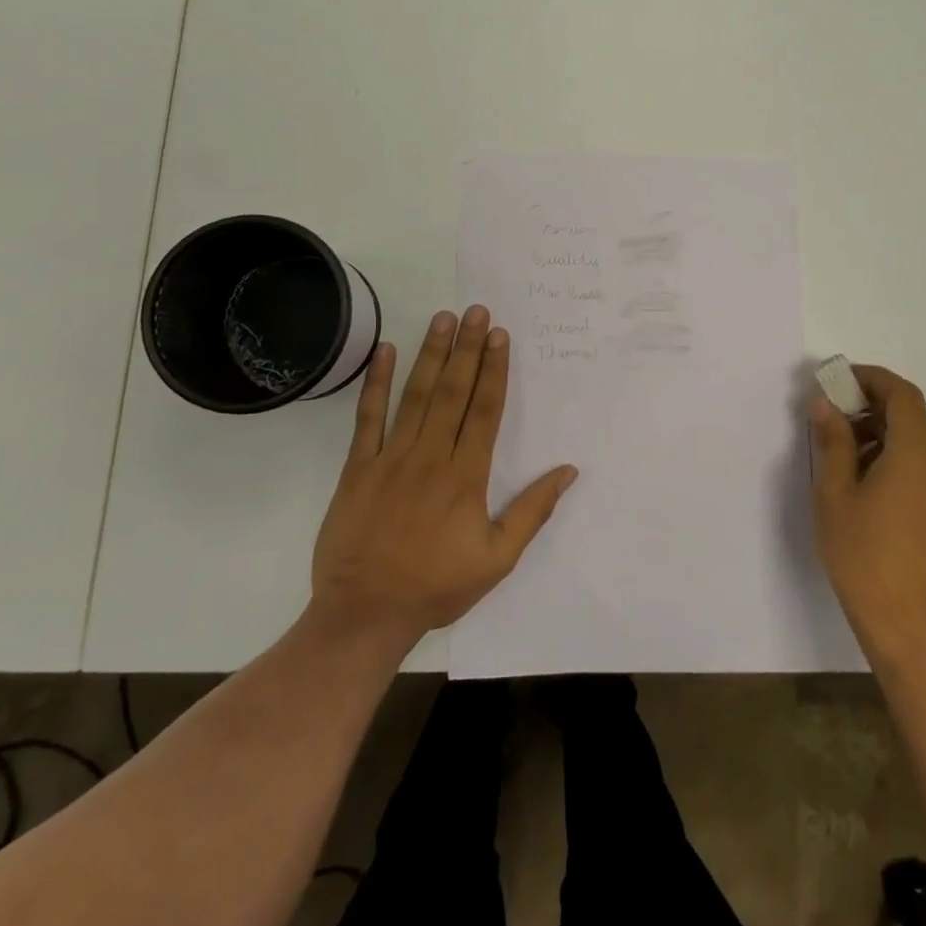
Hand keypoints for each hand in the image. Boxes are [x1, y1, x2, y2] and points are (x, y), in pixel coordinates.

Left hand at [310, 306, 576, 650]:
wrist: (364, 614)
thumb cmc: (436, 587)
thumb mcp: (497, 559)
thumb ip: (533, 511)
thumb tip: (568, 470)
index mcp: (465, 476)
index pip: (485, 410)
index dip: (494, 370)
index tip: (499, 335)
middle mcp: (430, 457)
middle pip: (453, 392)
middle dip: (467, 348)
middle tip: (476, 311)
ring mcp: (390, 459)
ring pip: (415, 396)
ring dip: (431, 354)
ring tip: (443, 318)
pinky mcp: (357, 468)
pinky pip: (367, 418)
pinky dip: (376, 384)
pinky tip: (387, 352)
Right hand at [809, 365, 925, 666]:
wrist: (900, 618)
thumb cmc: (861, 551)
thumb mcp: (835, 491)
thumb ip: (832, 440)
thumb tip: (824, 403)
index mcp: (916, 454)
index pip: (902, 394)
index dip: (870, 378)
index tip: (836, 379)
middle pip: (911, 412)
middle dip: (871, 400)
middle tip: (831, 408)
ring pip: (915, 435)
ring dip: (880, 426)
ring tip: (838, 442)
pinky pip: (919, 459)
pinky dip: (891, 448)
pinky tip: (860, 470)